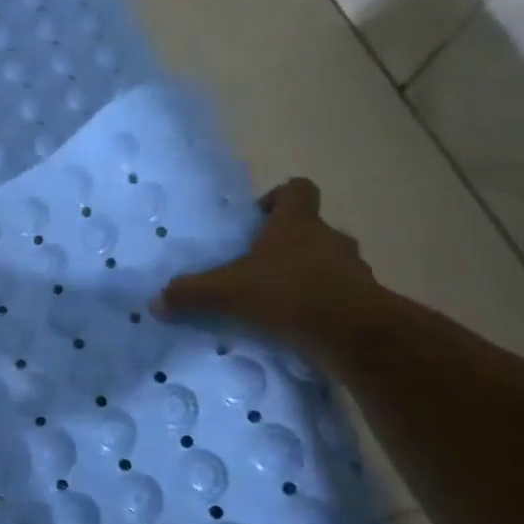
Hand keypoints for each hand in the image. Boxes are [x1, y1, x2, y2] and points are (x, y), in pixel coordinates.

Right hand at [150, 178, 382, 347]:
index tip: (259, 219)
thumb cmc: (289, 294)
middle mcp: (330, 239)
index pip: (298, 189)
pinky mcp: (366, 302)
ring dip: (307, 276)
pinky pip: (340, 296)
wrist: (355, 333)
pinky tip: (299, 327)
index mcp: (298, 223)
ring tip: (278, 302)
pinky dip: (322, 306)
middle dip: (287, 245)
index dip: (279, 198)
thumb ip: (191, 293)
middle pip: (311, 229)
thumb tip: (156, 301)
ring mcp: (353, 270)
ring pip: (328, 263)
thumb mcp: (227, 292)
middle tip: (258, 267)